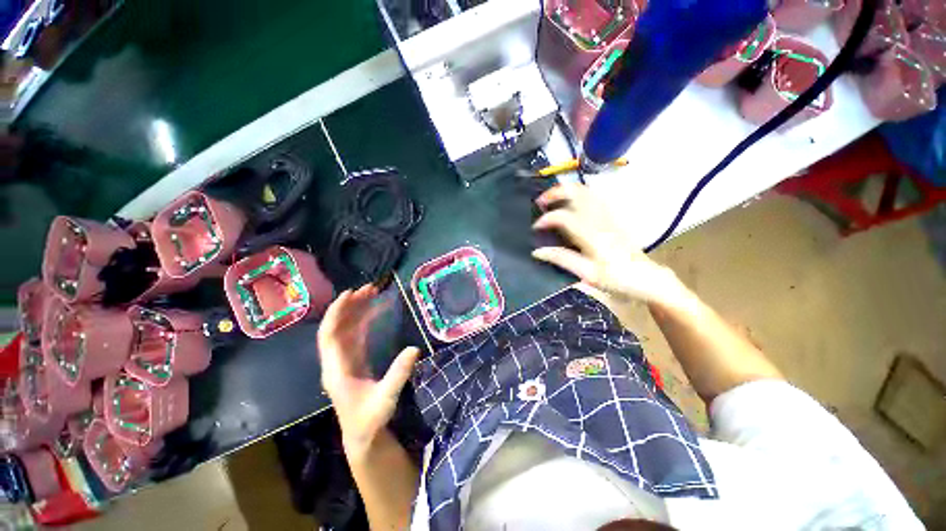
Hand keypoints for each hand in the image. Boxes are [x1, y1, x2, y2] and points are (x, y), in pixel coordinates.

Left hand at [317, 284, 419, 456]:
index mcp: (336, 370)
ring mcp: (344, 361)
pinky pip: (356, 336)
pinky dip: (364, 322)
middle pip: (338, 328)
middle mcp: (336, 362)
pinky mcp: (354, 361)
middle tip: (369, 289)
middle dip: (350, 306)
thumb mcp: (386, 398)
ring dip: (357, 312)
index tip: (350, 294)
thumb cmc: (370, 419)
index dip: (337, 313)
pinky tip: (375, 312)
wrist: (362, 435)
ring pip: (346, 330)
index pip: (330, 336)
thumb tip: (414, 348)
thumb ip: (399, 374)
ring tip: (372, 295)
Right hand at [532, 183, 683, 304]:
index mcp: (591, 234)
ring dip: (567, 192)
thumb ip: (562, 260)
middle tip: (540, 202)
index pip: (563, 216)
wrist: (647, 278)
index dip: (546, 219)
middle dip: (555, 192)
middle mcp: (599, 219)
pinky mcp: (612, 217)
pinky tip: (572, 205)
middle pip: (577, 192)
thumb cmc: (617, 279)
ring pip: (586, 192)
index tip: (535, 228)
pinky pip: (594, 198)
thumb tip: (537, 251)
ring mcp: (608, 216)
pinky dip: (578, 195)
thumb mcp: (587, 274)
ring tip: (552, 201)